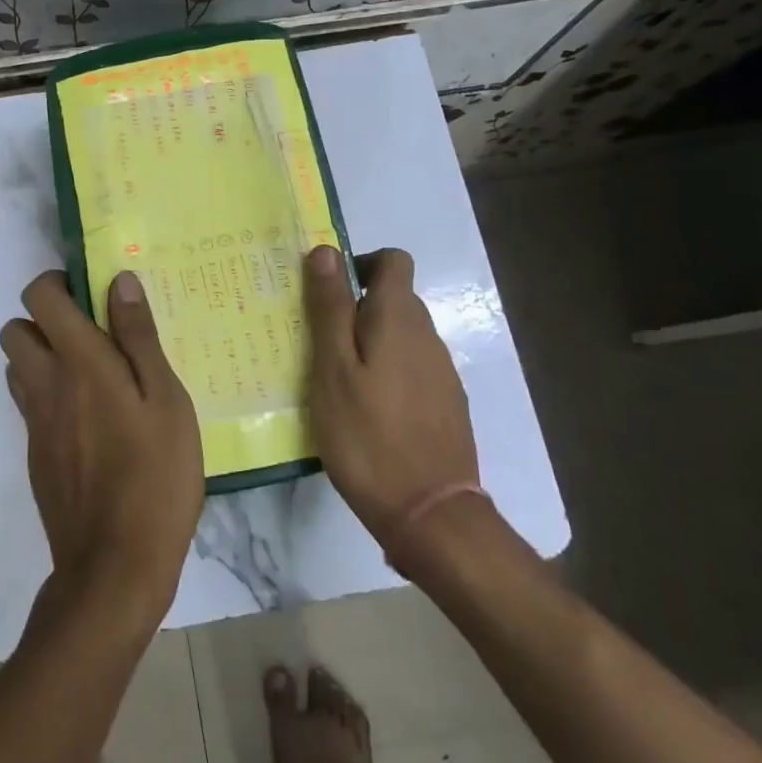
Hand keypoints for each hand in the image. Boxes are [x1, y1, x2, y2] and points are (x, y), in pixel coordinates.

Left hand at [1, 270, 203, 628]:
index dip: (57, 282)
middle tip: (91, 334)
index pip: (40, 297)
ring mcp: (34, 423)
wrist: (114, 565)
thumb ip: (139, 337)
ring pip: (17, 367)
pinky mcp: (34, 455)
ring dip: (42, 356)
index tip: (90, 292)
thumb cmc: (155, 475)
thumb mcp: (166, 400)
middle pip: (14, 329)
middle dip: (44, 319)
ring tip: (91, 374)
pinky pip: (29, 405)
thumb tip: (118, 281)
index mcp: (79, 362)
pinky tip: (91, 421)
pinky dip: (48, 395)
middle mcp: (44, 385)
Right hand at [302, 245, 479, 543]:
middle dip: (356, 308)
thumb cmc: (367, 435)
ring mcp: (441, 373)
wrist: (429, 513)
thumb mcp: (333, 368)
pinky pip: (411, 369)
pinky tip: (364, 411)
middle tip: (316, 342)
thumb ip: (331, 307)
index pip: (393, 262)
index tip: (327, 293)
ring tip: (334, 380)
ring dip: (369, 343)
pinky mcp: (445, 405)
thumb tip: (327, 249)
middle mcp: (427, 336)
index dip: (360, 264)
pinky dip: (386, 373)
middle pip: (395, 299)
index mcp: (399, 319)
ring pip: (402, 337)